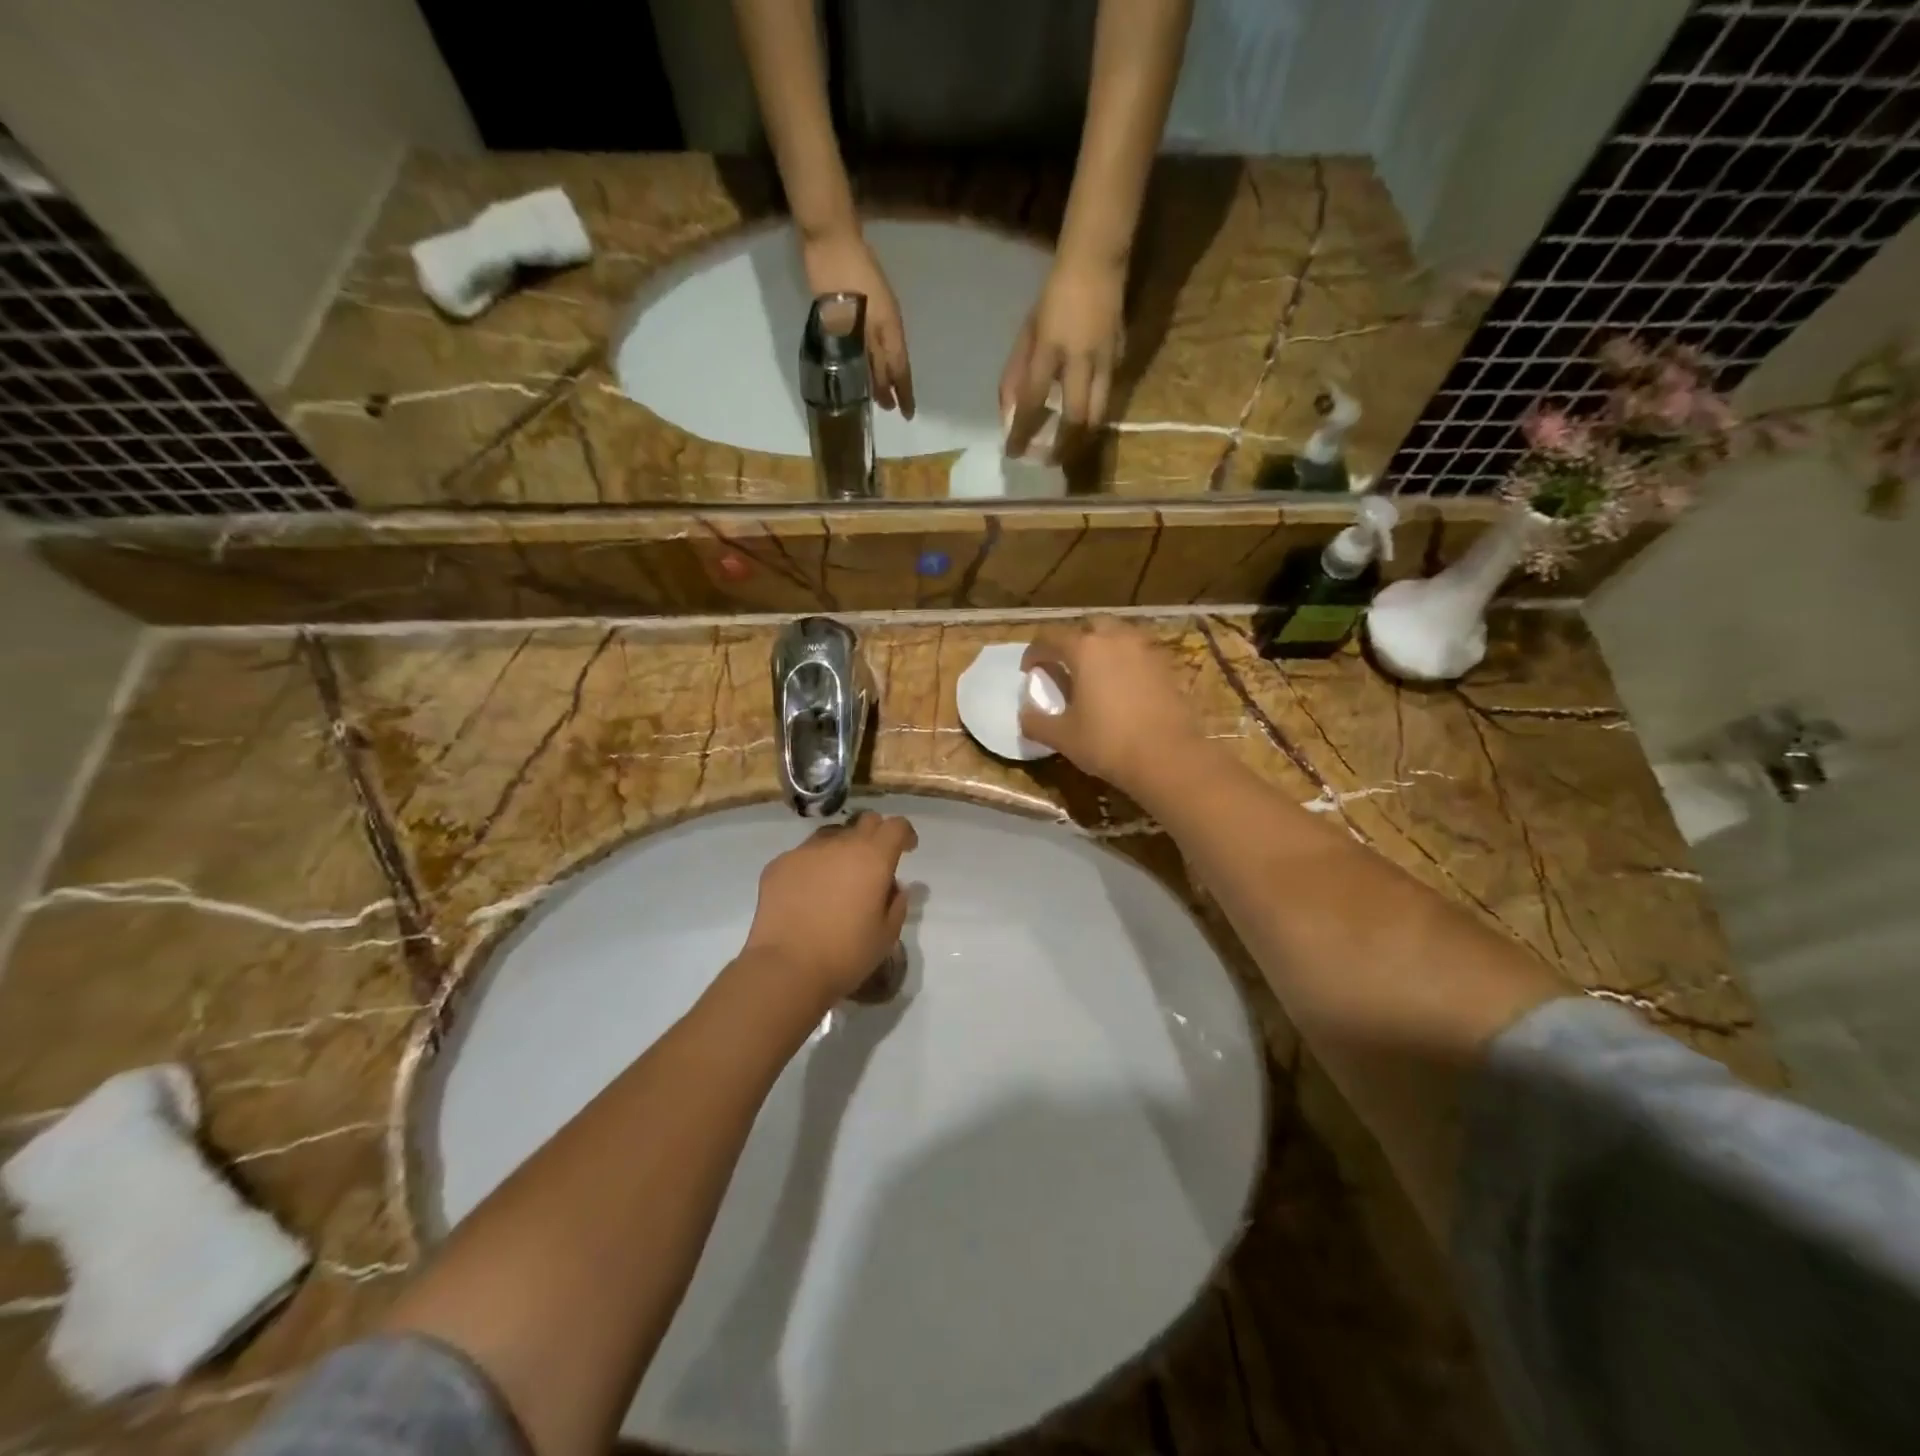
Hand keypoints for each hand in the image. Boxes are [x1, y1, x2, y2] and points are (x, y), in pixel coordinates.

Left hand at [741, 811, 918, 1009]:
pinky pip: (803, 856)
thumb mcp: (887, 935)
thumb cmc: (846, 953)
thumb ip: (897, 903)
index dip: (905, 834)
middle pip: (865, 822)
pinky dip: (812, 867)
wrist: (786, 967)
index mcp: (873, 858)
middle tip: (874, 863)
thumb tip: (893, 887)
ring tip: (838, 878)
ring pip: (831, 836)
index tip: (907, 850)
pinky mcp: (779, 864)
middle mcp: (840, 844)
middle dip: (875, 836)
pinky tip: (807, 894)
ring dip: (842, 849)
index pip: (896, 826)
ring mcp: (806, 851)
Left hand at [801, 227, 914, 416]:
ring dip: (884, 372)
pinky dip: (875, 356)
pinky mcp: (866, 300)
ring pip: (885, 350)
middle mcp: (887, 322)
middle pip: (893, 362)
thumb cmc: (837, 276)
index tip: (905, 414)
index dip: (902, 392)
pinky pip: (877, 338)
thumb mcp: (847, 318)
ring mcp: (878, 309)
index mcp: (887, 327)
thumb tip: (870, 379)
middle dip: (893, 387)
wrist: (831, 233)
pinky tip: (867, 360)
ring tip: (879, 393)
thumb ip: (859, 348)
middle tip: (890, 409)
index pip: (898, 368)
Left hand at [1000, 253, 1125, 458]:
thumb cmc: (1054, 297)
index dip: (1022, 432)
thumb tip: (1009, 413)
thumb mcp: (1028, 333)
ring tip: (1068, 453)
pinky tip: (1084, 427)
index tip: (1012, 453)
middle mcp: (1081, 359)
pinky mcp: (1122, 359)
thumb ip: (1016, 373)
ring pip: (1098, 415)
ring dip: (1082, 440)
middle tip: (1049, 463)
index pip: (1033, 401)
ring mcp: (1106, 360)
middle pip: (1075, 419)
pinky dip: (1094, 418)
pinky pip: (1108, 397)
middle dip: (1062, 447)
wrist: (1096, 262)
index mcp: (1050, 348)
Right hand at [1019, 618, 1205, 792]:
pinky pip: (1139, 653)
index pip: (1050, 638)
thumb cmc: (1108, 743)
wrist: (1168, 757)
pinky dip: (1126, 662)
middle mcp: (1116, 639)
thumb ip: (1036, 722)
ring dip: (1103, 647)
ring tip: (1095, 673)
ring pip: (1119, 636)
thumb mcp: (1063, 737)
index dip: (1034, 652)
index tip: (1029, 670)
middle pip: (1089, 626)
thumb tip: (1025, 714)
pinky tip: (1122, 686)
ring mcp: (1146, 650)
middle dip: (1073, 640)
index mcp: (1085, 649)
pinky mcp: (1167, 666)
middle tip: (1065, 664)